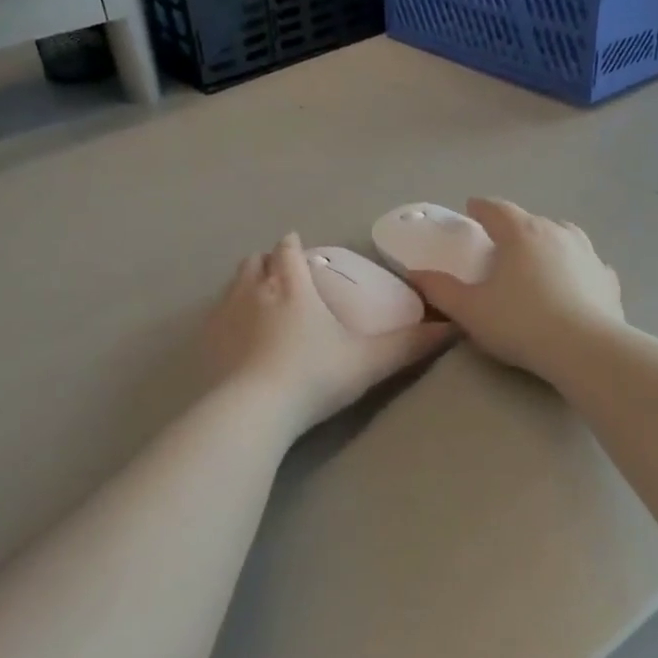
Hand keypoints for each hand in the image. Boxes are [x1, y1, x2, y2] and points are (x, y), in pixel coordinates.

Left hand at [206, 234, 454, 435]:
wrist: (253, 411)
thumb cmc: (315, 376)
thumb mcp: (369, 361)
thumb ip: (409, 345)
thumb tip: (453, 328)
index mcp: (292, 286)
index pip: (288, 251)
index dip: (292, 246)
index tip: (296, 246)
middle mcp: (253, 291)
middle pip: (254, 263)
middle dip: (265, 263)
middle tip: (278, 274)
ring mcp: (223, 316)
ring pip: (231, 286)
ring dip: (243, 286)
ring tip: (256, 302)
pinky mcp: (204, 344)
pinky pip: (212, 319)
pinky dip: (224, 319)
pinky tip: (233, 341)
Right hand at [408, 198, 623, 378]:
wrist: (585, 349)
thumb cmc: (521, 323)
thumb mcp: (470, 310)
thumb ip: (440, 290)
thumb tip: (414, 274)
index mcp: (521, 233)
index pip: (496, 209)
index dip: (481, 208)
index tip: (472, 208)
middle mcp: (556, 233)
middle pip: (531, 220)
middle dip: (514, 228)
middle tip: (500, 245)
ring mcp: (588, 253)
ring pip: (564, 236)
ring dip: (548, 242)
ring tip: (538, 258)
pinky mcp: (607, 278)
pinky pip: (587, 265)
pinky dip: (576, 268)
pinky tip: (573, 283)